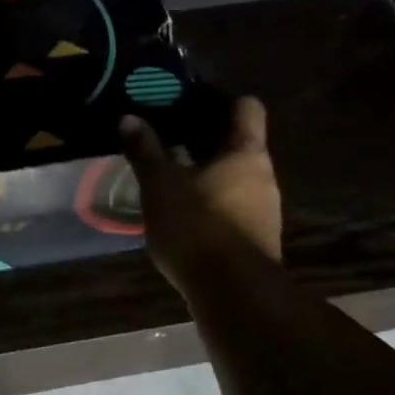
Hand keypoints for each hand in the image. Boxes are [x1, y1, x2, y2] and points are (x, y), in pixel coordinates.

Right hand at [121, 96, 281, 290]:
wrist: (233, 292)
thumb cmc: (197, 226)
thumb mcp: (160, 186)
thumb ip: (145, 151)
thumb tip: (128, 118)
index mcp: (246, 152)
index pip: (246, 108)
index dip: (221, 102)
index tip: (190, 106)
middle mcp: (264, 176)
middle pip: (239, 146)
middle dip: (206, 144)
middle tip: (169, 145)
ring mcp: (265, 211)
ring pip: (236, 180)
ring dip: (209, 179)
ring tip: (173, 184)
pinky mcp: (257, 240)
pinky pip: (234, 210)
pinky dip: (212, 208)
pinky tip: (186, 219)